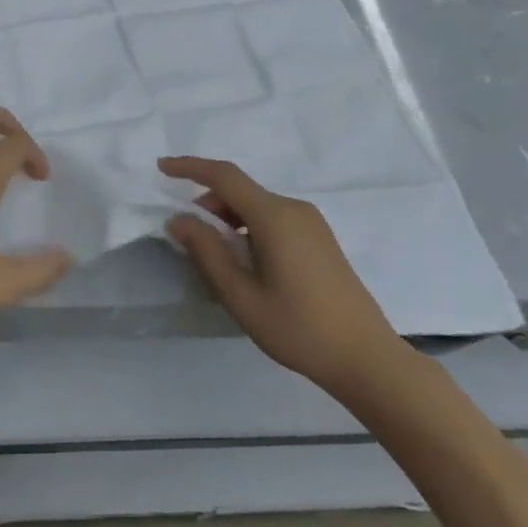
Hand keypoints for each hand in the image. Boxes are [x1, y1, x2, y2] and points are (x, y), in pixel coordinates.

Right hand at [162, 156, 398, 399]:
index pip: (224, 176)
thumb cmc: (300, 329)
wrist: (366, 358)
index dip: (189, 167)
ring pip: (257, 206)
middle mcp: (293, 208)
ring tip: (217, 260)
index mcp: (274, 216)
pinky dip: (249, 228)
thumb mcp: (242, 296)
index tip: (161, 168)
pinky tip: (247, 265)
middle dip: (208, 204)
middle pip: (240, 191)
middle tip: (188, 239)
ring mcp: (311, 222)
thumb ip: (208, 252)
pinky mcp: (319, 238)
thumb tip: (178, 219)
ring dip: (229, 219)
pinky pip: (274, 219)